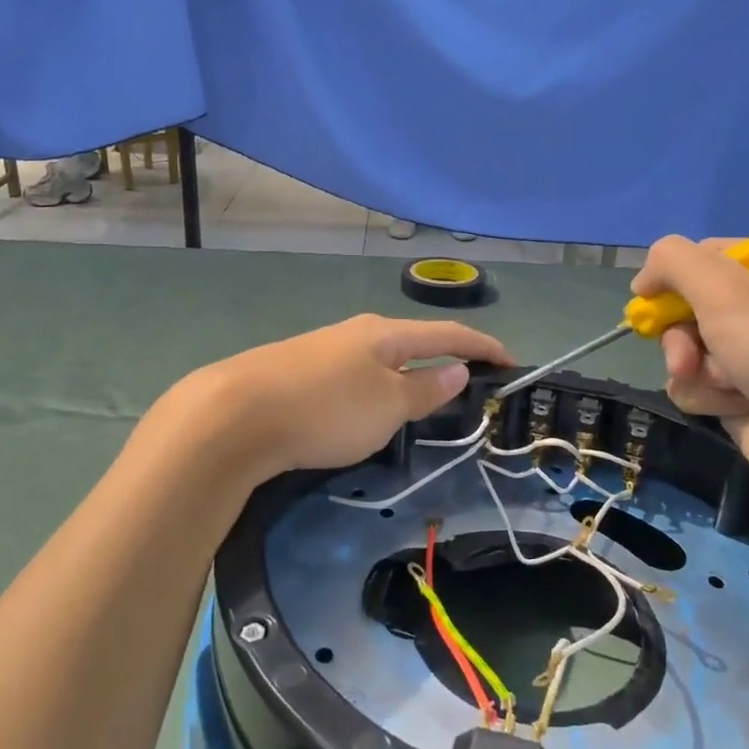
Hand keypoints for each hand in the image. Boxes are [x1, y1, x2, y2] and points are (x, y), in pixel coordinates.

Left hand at [170, 316, 511, 485]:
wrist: (235, 415)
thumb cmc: (326, 408)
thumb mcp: (387, 405)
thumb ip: (425, 389)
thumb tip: (458, 370)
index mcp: (386, 334)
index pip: (449, 335)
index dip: (484, 347)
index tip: (513, 363)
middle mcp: (357, 333)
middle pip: (414, 343)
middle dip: (445, 362)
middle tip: (470, 390)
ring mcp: (326, 350)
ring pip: (382, 362)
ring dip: (409, 378)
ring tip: (424, 405)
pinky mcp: (301, 373)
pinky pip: (355, 378)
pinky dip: (378, 390)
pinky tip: (369, 411)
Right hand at [632, 236, 748, 515]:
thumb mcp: (728, 293)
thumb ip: (675, 263)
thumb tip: (647, 276)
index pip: (709, 255)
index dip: (675, 279)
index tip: (650, 300)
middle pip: (693, 304)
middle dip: (683, 334)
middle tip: (686, 358)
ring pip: (691, 346)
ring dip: (696, 368)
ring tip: (724, 388)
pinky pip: (703, 382)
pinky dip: (709, 396)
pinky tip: (735, 408)